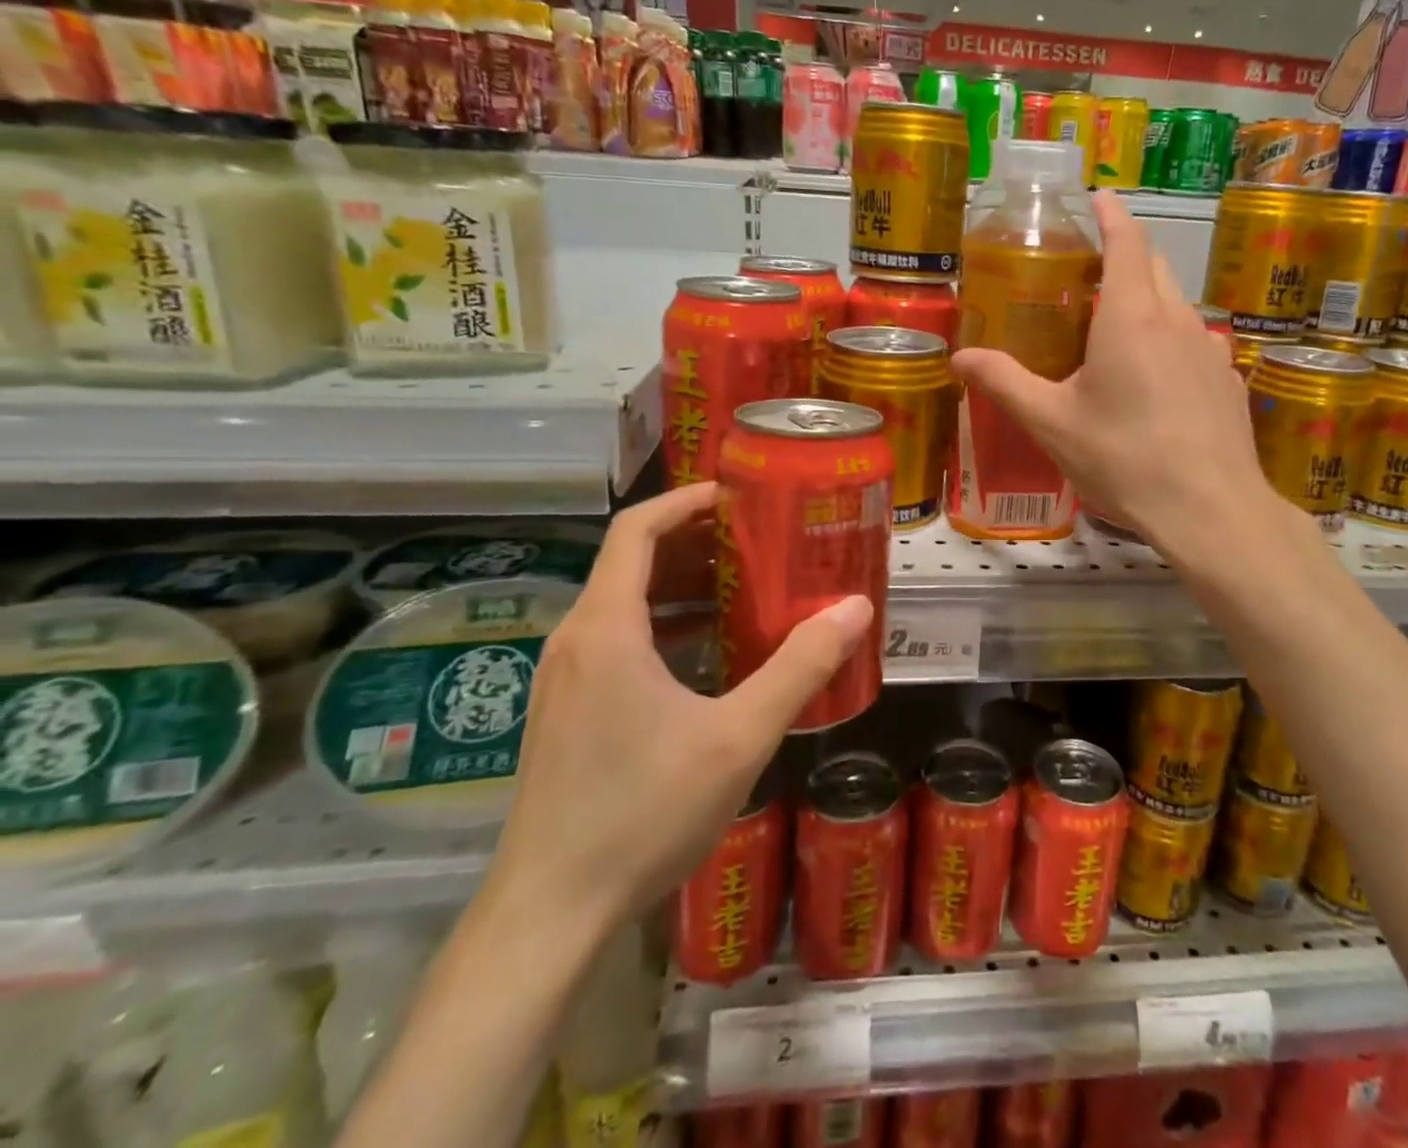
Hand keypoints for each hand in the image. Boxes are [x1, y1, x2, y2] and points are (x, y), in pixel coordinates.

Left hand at [485, 484, 872, 937]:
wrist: (548, 915)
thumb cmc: (641, 813)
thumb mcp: (738, 737)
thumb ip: (800, 667)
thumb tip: (856, 609)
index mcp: (606, 628)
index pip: (636, 528)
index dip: (686, 500)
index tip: (739, 495)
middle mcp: (576, 639)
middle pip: (633, 561)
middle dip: (697, 541)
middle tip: (760, 540)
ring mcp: (564, 678)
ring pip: (624, 603)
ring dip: (683, 585)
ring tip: (745, 587)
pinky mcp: (566, 712)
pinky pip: (617, 640)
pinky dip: (665, 625)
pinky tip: (709, 653)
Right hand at [949, 191, 1274, 546]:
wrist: (1210, 511)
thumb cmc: (1124, 458)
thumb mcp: (1051, 423)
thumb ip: (1004, 383)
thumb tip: (958, 358)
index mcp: (1131, 316)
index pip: (1127, 240)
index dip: (1111, 213)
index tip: (1096, 198)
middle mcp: (1176, 320)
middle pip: (1154, 266)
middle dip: (1125, 256)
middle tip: (1087, 275)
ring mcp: (1210, 350)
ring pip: (1177, 305)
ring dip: (1148, 301)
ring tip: (1116, 330)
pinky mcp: (1228, 381)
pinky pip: (1196, 343)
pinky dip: (1172, 341)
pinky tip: (1157, 381)